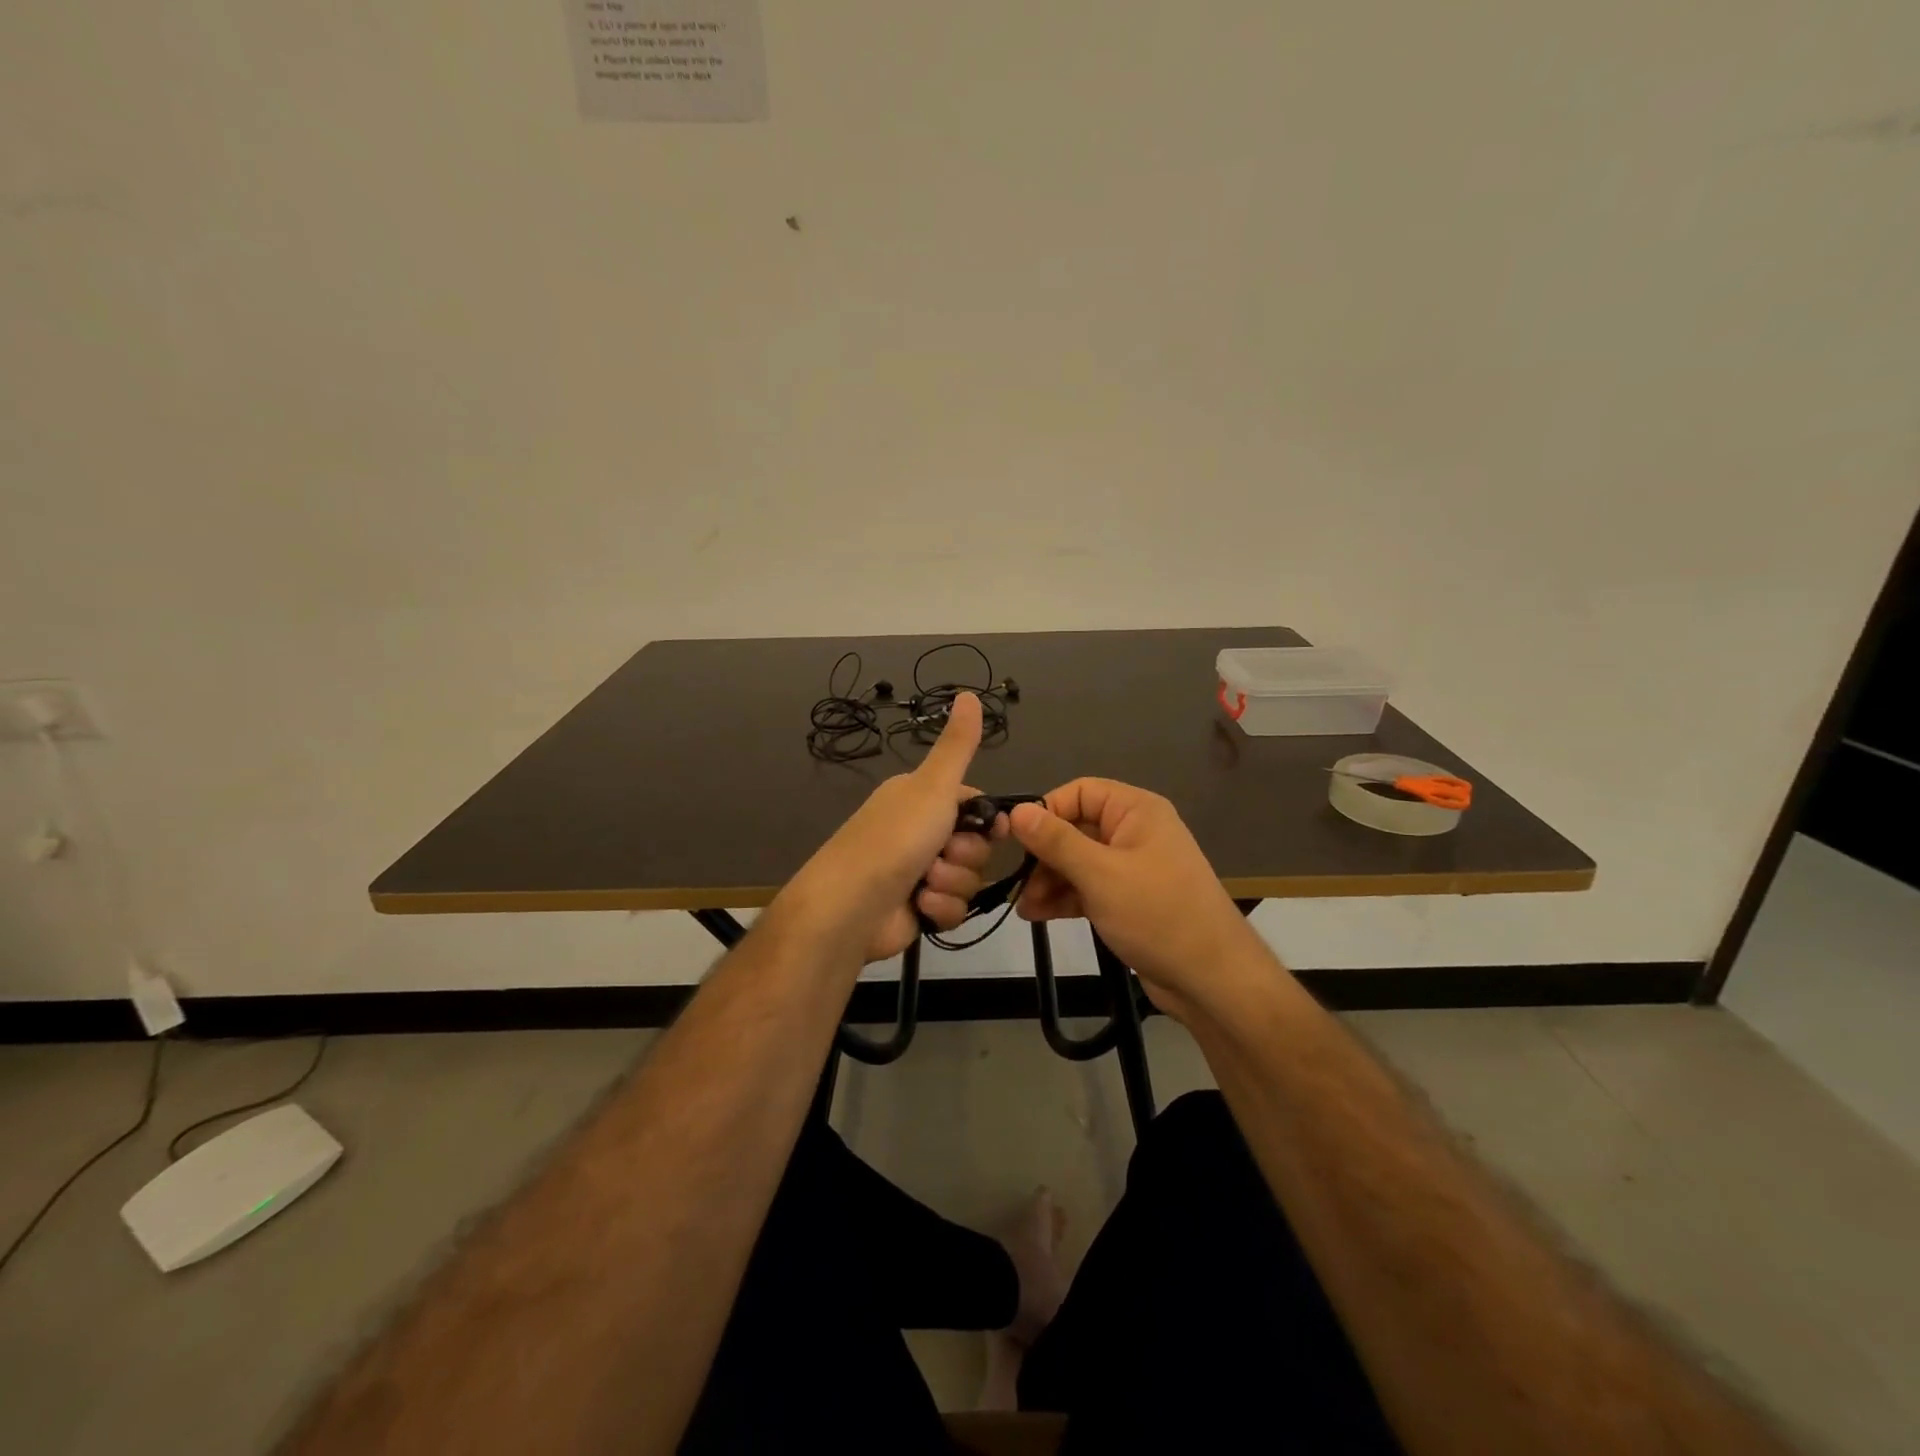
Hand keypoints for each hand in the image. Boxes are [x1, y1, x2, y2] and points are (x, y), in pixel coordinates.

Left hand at [779, 693, 1005, 964]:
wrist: (850, 906)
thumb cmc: (894, 838)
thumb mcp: (932, 786)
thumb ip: (957, 745)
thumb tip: (968, 693)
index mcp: (921, 799)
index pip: (974, 805)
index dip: (988, 821)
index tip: (994, 830)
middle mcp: (920, 832)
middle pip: (976, 845)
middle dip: (965, 855)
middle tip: (941, 854)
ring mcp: (920, 873)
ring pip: (968, 879)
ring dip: (952, 883)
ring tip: (924, 883)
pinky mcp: (919, 909)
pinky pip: (954, 909)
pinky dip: (940, 909)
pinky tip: (920, 906)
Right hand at [1009, 779, 1268, 1020]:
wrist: (1211, 979)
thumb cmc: (1156, 914)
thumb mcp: (1100, 874)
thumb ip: (1056, 841)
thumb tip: (1017, 811)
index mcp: (1136, 811)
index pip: (1079, 792)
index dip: (1046, 811)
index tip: (1017, 840)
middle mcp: (1134, 832)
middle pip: (1076, 828)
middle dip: (1044, 854)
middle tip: (1018, 881)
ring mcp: (1132, 868)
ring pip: (1078, 861)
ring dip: (1049, 880)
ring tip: (1024, 907)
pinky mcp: (1129, 899)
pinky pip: (1088, 887)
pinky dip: (1064, 897)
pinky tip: (1037, 914)